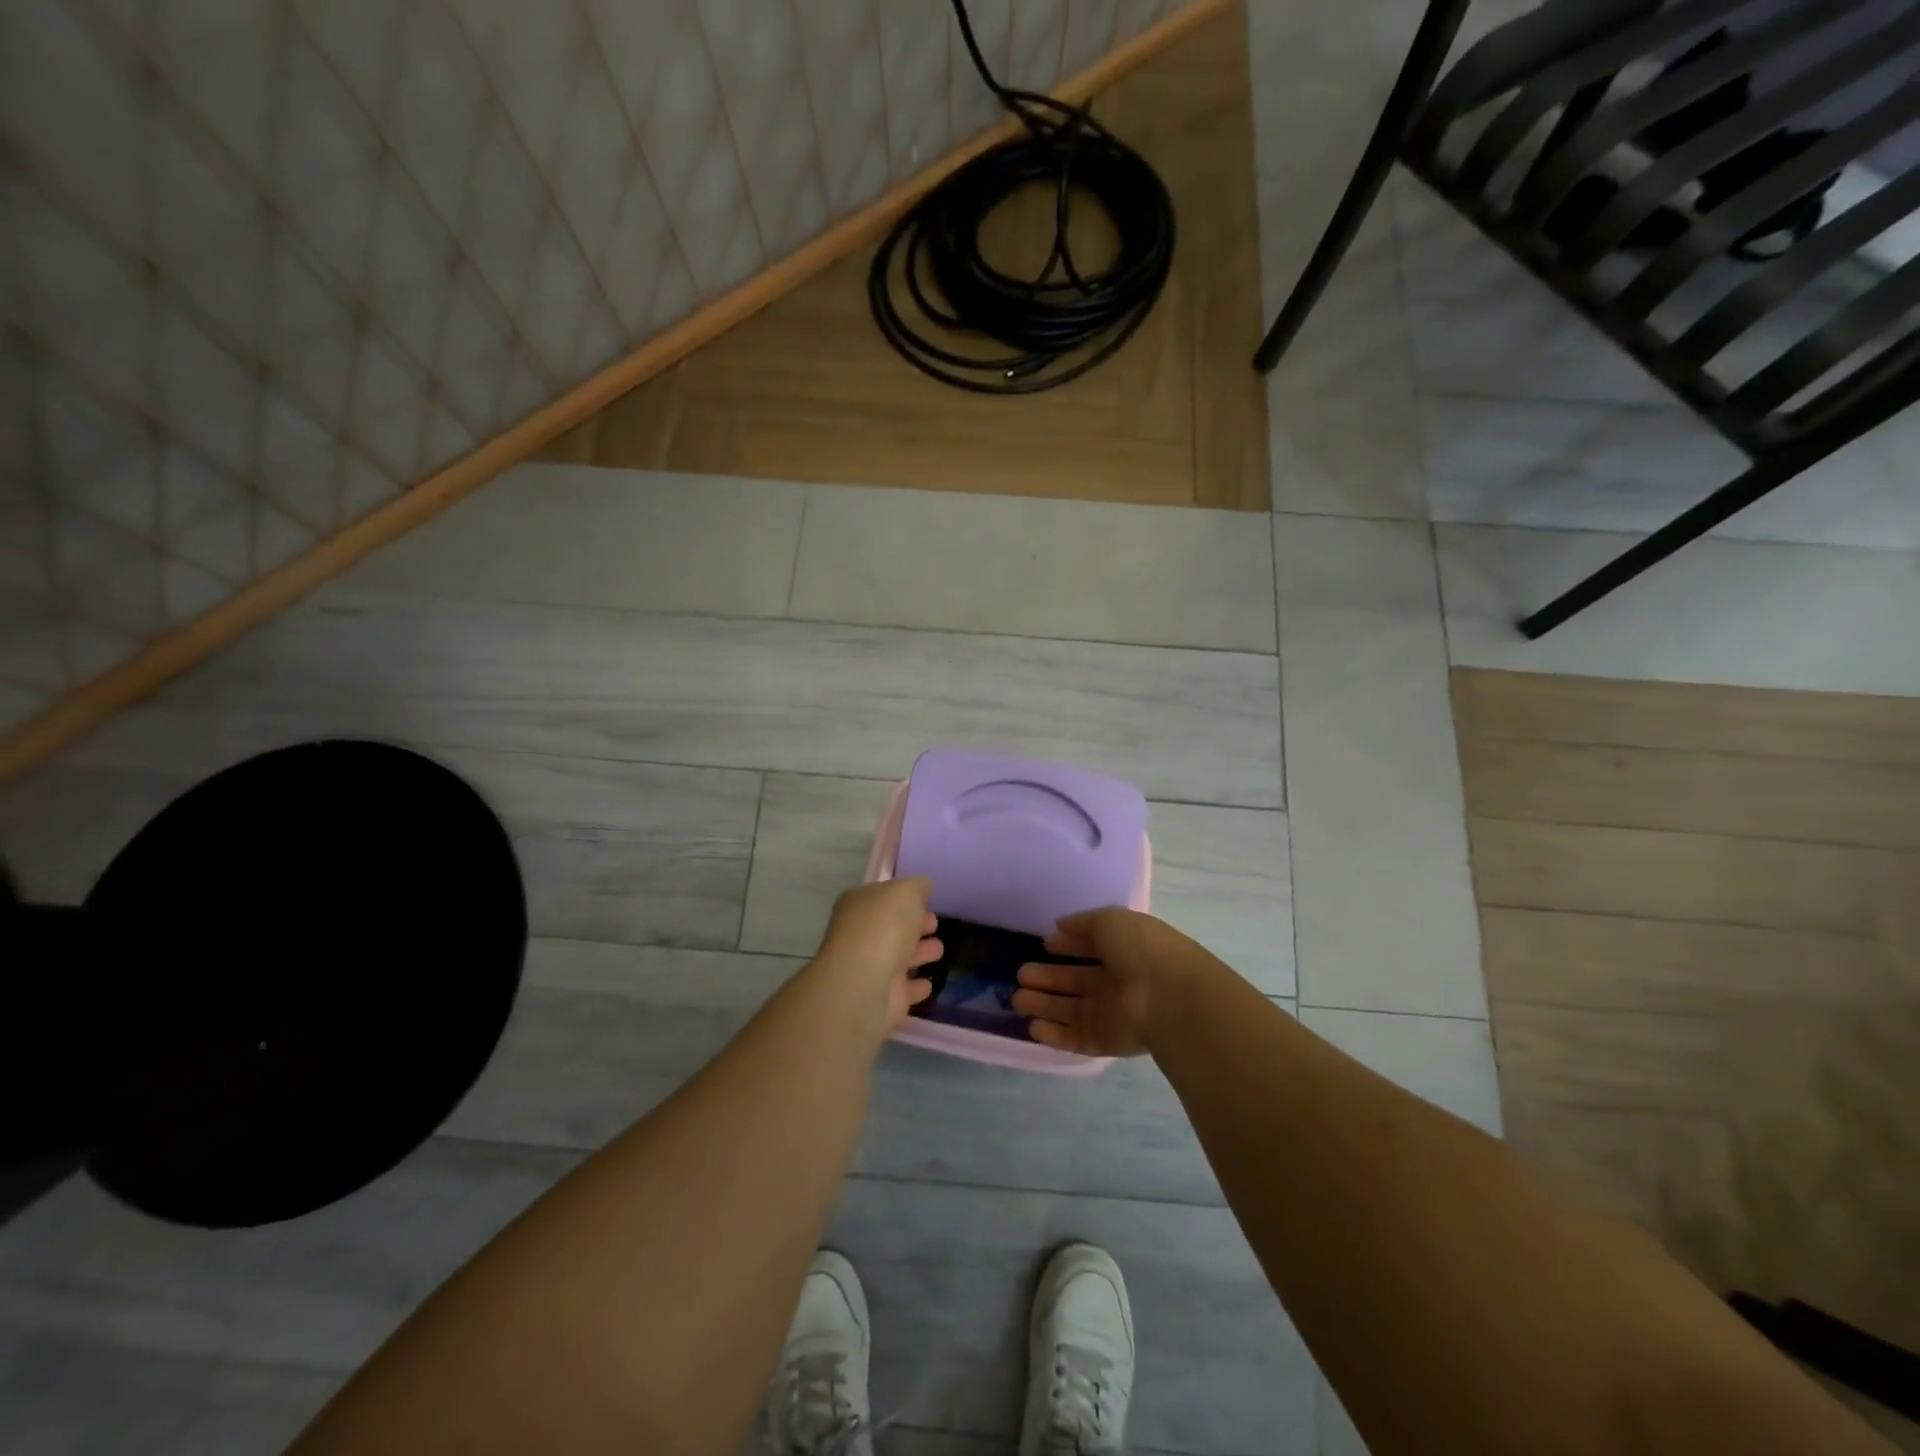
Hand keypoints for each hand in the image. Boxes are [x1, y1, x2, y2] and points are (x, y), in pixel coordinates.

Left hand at [812, 878, 943, 1032]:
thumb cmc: (884, 926)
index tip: (927, 900)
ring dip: (919, 953)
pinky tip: (929, 984)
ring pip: (900, 958)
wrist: (866, 981)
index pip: (883, 897)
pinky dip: (916, 986)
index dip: (905, 897)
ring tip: (939, 949)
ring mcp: (871, 968)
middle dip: (914, 925)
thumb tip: (923, 887)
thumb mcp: (906, 891)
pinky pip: (905, 989)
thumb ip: (917, 886)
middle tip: (935, 923)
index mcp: (860, 905)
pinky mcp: (884, 998)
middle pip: (892, 927)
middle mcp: (861, 935)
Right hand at [1012, 908, 1209, 1056]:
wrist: (1169, 997)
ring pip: (1069, 1009)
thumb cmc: (1141, 950)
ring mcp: (1110, 1013)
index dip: (1068, 945)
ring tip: (1017, 998)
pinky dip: (1053, 1034)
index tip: (1044, 944)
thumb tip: (1060, 925)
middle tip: (1021, 974)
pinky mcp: (1104, 1041)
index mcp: (1123, 950)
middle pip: (1075, 980)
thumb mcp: (1111, 921)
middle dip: (1048, 976)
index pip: (1091, 947)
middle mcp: (1116, 982)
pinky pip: (1074, 1037)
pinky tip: (1033, 1026)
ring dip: (1044, 1004)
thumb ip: (1083, 923)